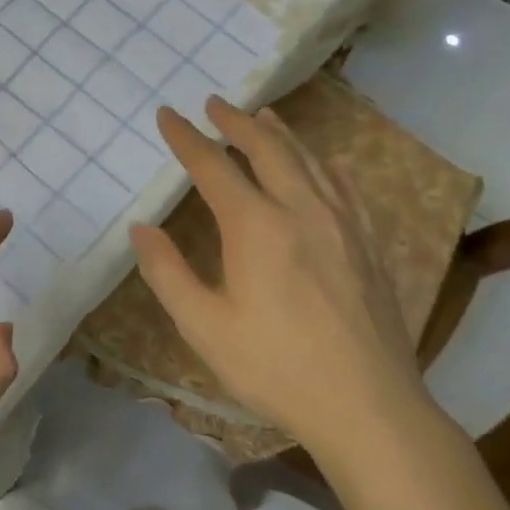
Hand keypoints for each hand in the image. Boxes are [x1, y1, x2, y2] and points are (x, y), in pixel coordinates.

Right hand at [130, 96, 424, 442]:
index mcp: (255, 226)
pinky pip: (345, 187)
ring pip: (309, 161)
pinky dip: (326, 164)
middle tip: (215, 103)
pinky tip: (324, 164)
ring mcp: (342, 224)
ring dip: (280, 134)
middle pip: (267, 149)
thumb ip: (167, 272)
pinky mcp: (368, 244)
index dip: (186, 138)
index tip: (168, 115)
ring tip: (263, 117)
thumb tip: (141, 228)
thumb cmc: (274, 367)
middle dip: (236, 122)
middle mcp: (301, 210)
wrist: (367, 406)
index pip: (214, 166)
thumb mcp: (204, 326)